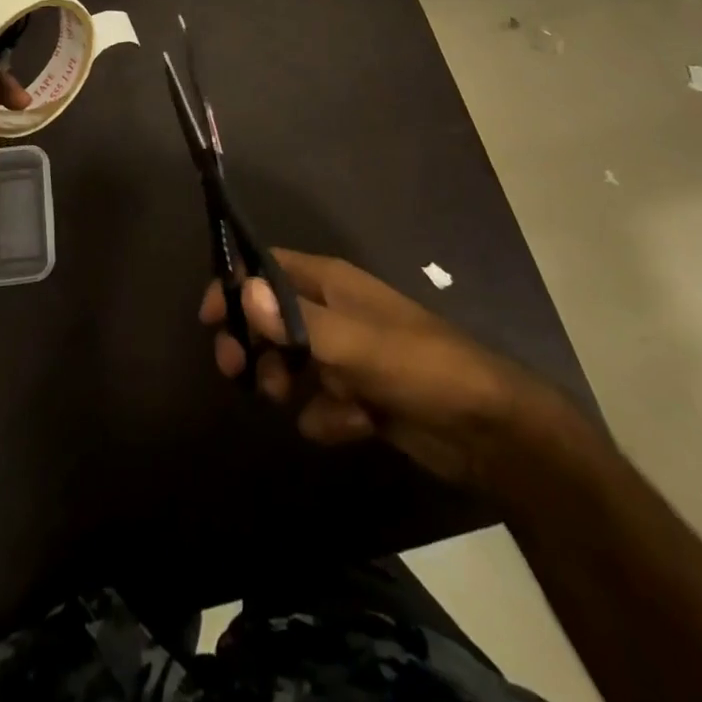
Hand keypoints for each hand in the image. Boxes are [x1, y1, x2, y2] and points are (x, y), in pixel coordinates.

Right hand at [201, 249, 569, 487]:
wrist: (490, 433)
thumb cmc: (422, 369)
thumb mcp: (358, 345)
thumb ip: (299, 321)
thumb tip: (243, 291)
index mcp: (330, 282)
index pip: (266, 267)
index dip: (236, 286)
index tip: (210, 320)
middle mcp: (332, 311)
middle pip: (269, 318)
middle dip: (255, 346)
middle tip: (240, 373)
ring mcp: (345, 355)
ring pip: (290, 364)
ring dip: (288, 386)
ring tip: (302, 402)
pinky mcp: (358, 395)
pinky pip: (319, 403)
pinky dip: (328, 417)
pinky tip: (353, 425)